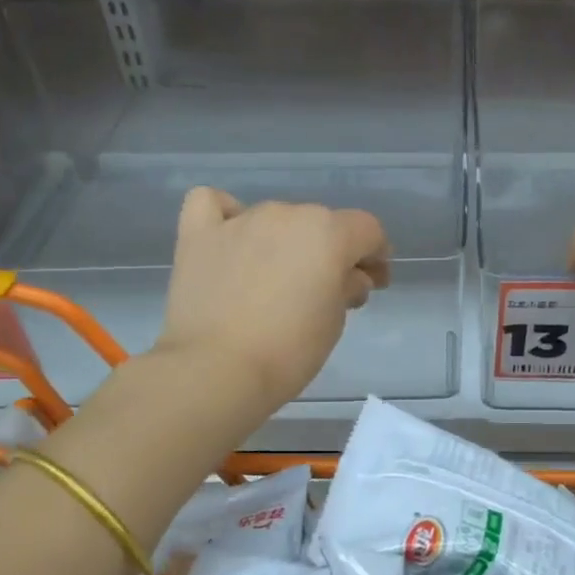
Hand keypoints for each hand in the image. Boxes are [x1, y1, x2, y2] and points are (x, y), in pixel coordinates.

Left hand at [154, 188, 390, 414]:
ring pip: (275, 219)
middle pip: (320, 224)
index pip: (367, 230)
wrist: (216, 370)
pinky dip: (227, 216)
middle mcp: (286, 214)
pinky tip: (231, 240)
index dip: (376, 256)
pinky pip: (214, 205)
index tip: (373, 283)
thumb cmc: (289, 350)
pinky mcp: (199, 234)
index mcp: (328, 233)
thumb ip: (347, 288)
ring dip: (285, 242)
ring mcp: (240, 220)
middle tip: (326, 291)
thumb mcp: (334, 322)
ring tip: (276, 278)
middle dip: (330, 252)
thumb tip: (347, 278)